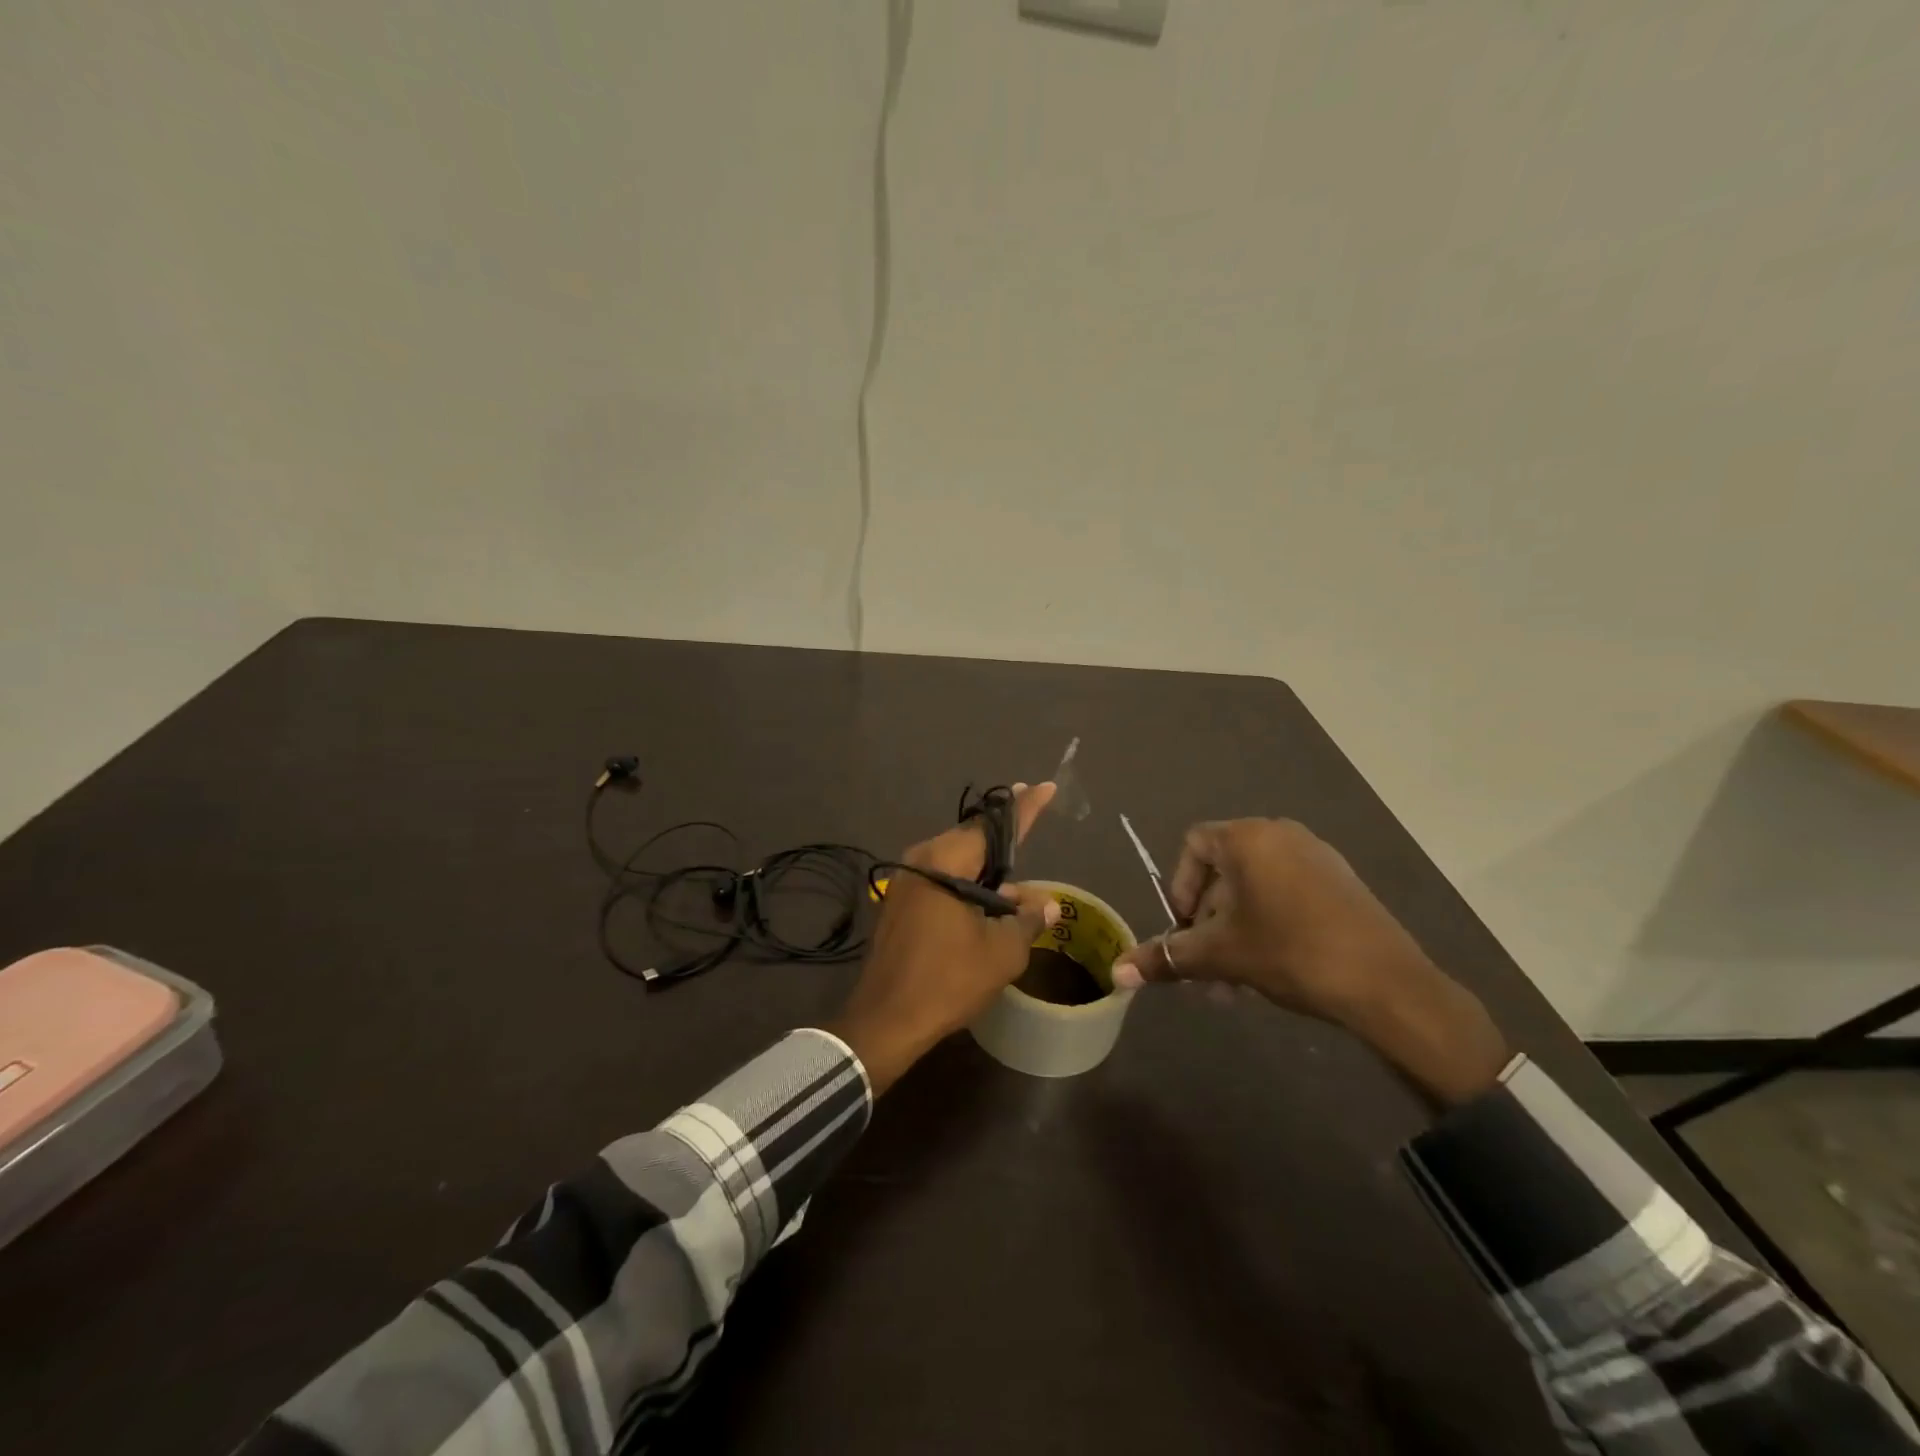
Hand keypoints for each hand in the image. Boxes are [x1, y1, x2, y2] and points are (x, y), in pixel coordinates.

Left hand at [828, 782, 1060, 1094]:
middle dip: (1003, 836)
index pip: (993, 826)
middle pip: (971, 839)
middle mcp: (921, 860)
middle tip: (1031, 816)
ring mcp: (906, 883)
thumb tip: (1047, 904)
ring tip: (1018, 878)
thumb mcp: (1001, 952)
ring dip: (987, 868)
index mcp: (945, 861)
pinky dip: (968, 884)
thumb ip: (1027, 920)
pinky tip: (990, 901)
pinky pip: (942, 880)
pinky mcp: (900, 905)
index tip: (1044, 787)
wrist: (885, 1021)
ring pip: (956, 862)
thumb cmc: (947, 980)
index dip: (1023, 808)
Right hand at [1110, 819, 1509, 1107]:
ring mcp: (1317, 857)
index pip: (1193, 844)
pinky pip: (1287, 895)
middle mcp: (1281, 834)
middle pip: (1224, 872)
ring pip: (1255, 890)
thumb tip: (1116, 974)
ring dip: (1236, 932)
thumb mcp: (1221, 955)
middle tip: (1208, 967)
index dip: (1180, 887)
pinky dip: (1268, 926)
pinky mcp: (1341, 883)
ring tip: (1236, 983)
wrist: (1388, 985)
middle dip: (1208, 923)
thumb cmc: (1291, 953)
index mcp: (1248, 838)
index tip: (1186, 930)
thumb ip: (1166, 957)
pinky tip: (1271, 972)